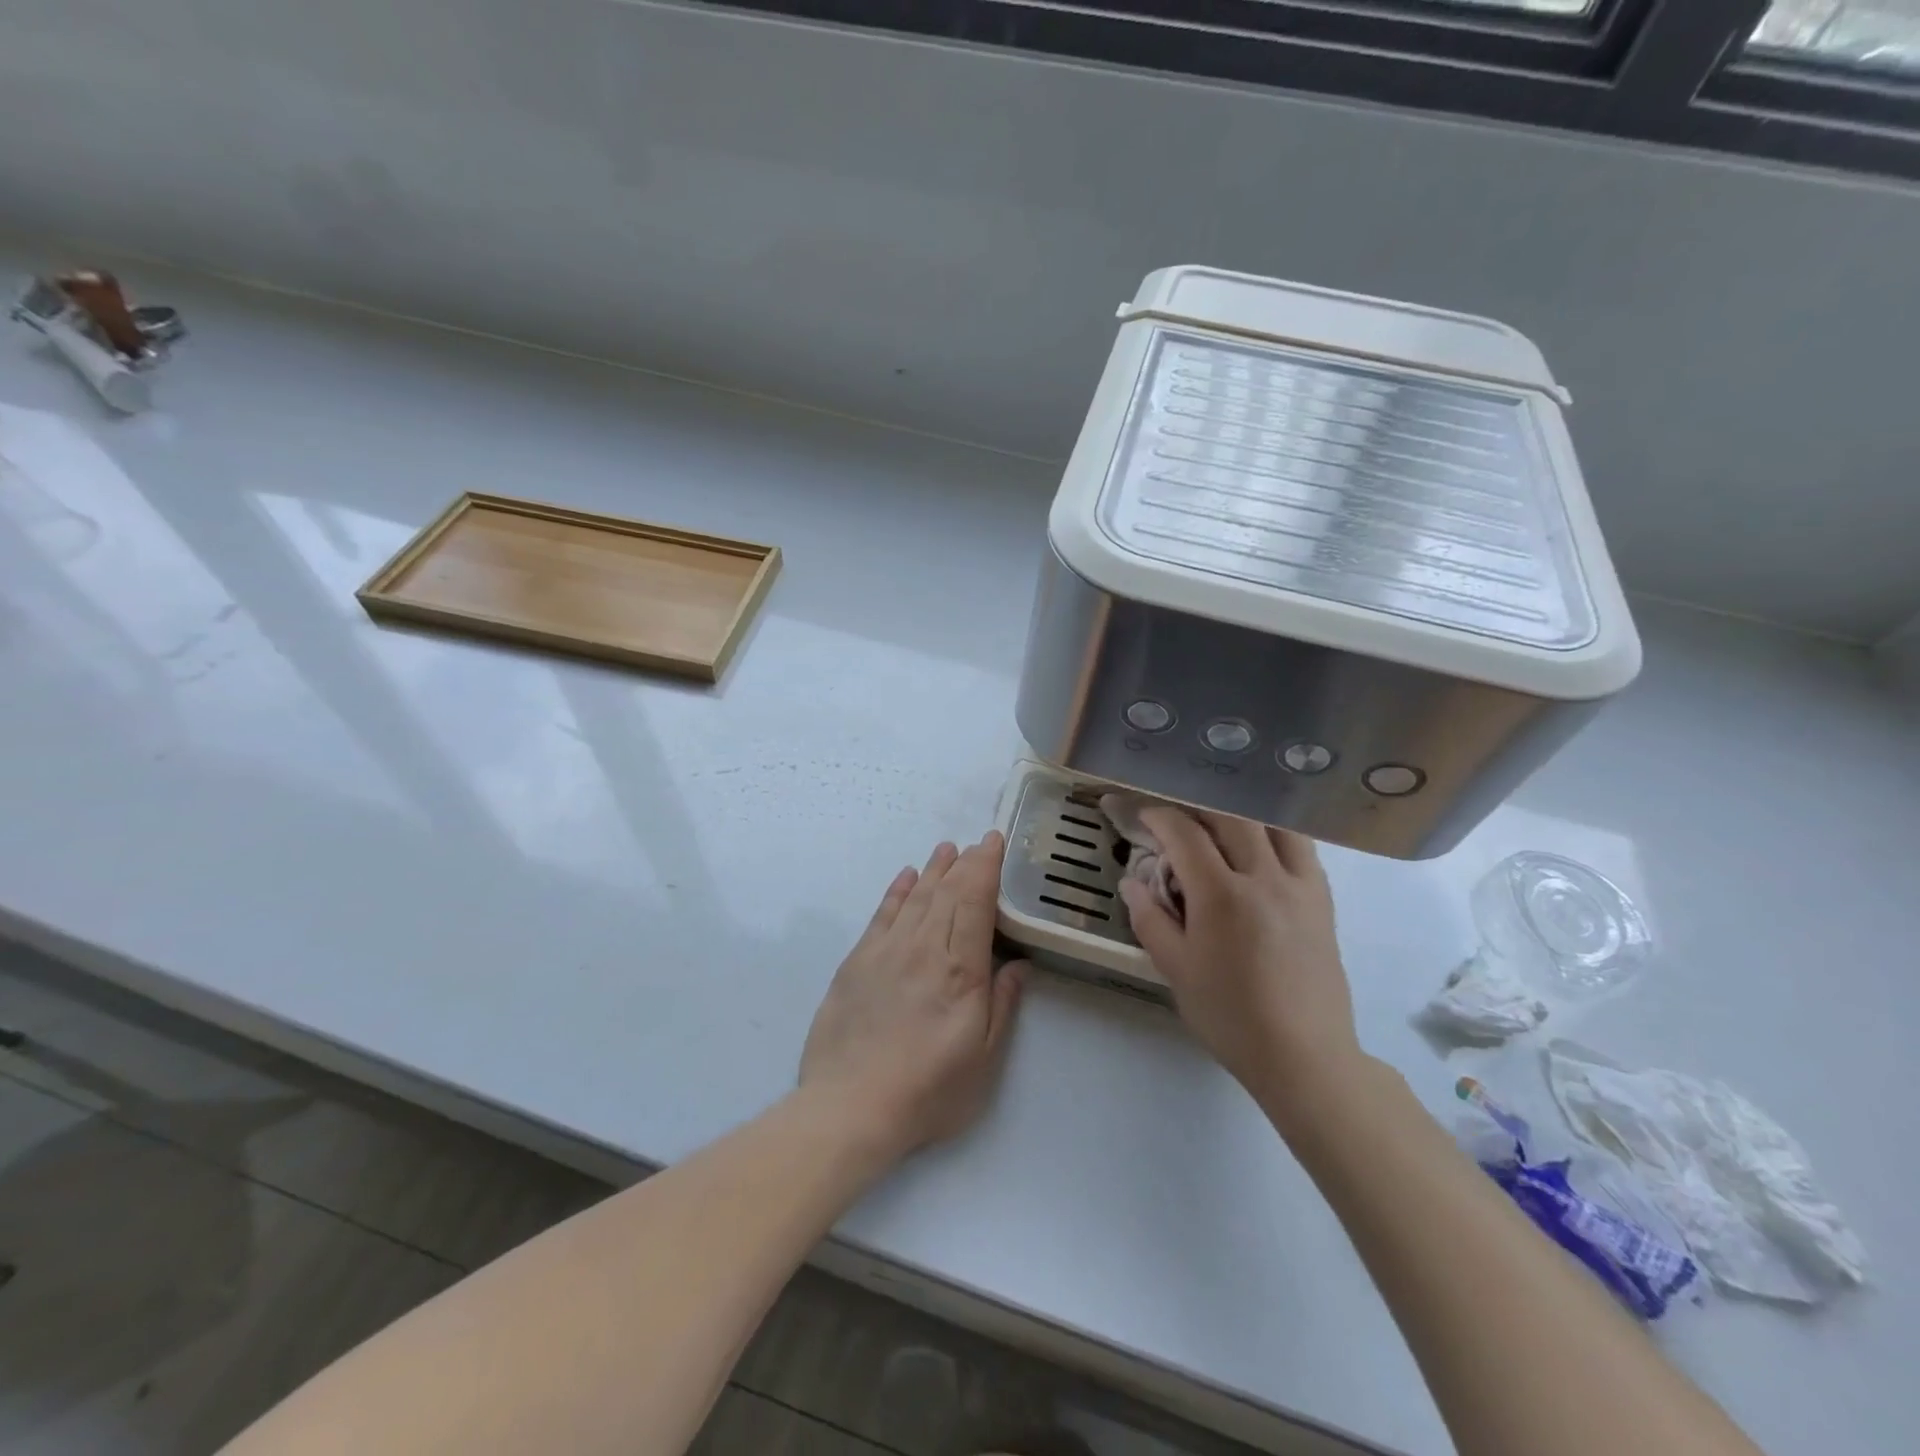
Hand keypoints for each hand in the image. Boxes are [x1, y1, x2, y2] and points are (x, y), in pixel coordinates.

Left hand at [800, 833, 1027, 1159]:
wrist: (850, 1106)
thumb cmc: (928, 1090)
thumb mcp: (982, 1059)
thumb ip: (1002, 1005)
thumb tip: (1018, 964)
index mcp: (959, 970)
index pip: (974, 902)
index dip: (985, 868)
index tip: (993, 842)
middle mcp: (923, 948)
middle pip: (946, 893)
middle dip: (964, 864)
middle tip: (976, 843)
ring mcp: (886, 951)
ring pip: (915, 898)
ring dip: (933, 871)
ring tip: (946, 850)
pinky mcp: (857, 962)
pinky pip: (881, 915)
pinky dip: (896, 892)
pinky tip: (905, 877)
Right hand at [1119, 809, 1363, 1117]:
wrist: (1303, 1055)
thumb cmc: (1230, 1016)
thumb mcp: (1175, 970)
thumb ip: (1150, 919)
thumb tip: (1131, 881)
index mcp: (1222, 895)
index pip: (1186, 834)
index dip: (1160, 816)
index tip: (1143, 815)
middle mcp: (1264, 878)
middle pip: (1230, 817)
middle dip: (1197, 807)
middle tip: (1177, 816)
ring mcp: (1300, 886)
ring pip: (1273, 824)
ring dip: (1241, 814)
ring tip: (1221, 825)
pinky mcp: (1322, 901)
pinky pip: (1301, 849)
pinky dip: (1275, 835)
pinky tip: (1261, 849)